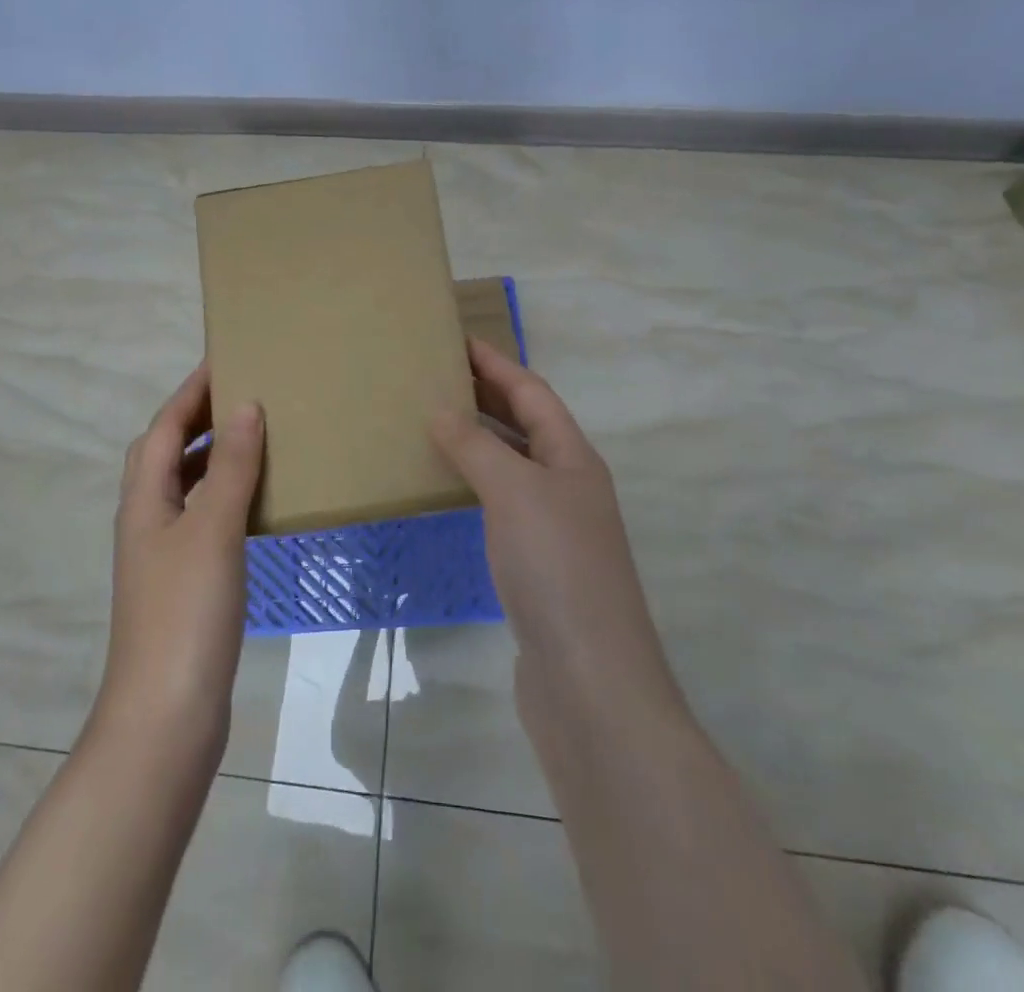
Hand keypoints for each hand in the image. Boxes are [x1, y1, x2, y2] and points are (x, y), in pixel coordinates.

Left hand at [97, 363, 264, 749]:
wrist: (166, 717)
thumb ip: (230, 468)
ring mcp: (164, 554)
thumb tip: (245, 406)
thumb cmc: (186, 614)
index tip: (224, 359)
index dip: (190, 392)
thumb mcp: (212, 530)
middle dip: (199, 418)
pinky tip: (257, 503)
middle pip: (166, 453)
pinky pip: (205, 518)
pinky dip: (226, 497)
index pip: (163, 428)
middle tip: (245, 393)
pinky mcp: (184, 583)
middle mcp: (147, 519)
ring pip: (186, 487)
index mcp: (143, 500)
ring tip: (257, 438)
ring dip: (214, 457)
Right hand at [429, 338, 674, 699]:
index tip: (457, 340)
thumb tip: (441, 411)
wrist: (590, 682)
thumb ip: (477, 448)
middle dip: (487, 395)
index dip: (496, 363)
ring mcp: (555, 527)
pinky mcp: (536, 565)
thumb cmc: (557, 570)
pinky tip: (448, 488)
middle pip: (526, 424)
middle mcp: (569, 485)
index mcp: (573, 458)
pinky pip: (501, 504)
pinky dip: (475, 484)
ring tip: (433, 422)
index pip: (532, 393)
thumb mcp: (515, 493)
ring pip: (513, 465)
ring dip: (479, 439)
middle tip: (437, 376)